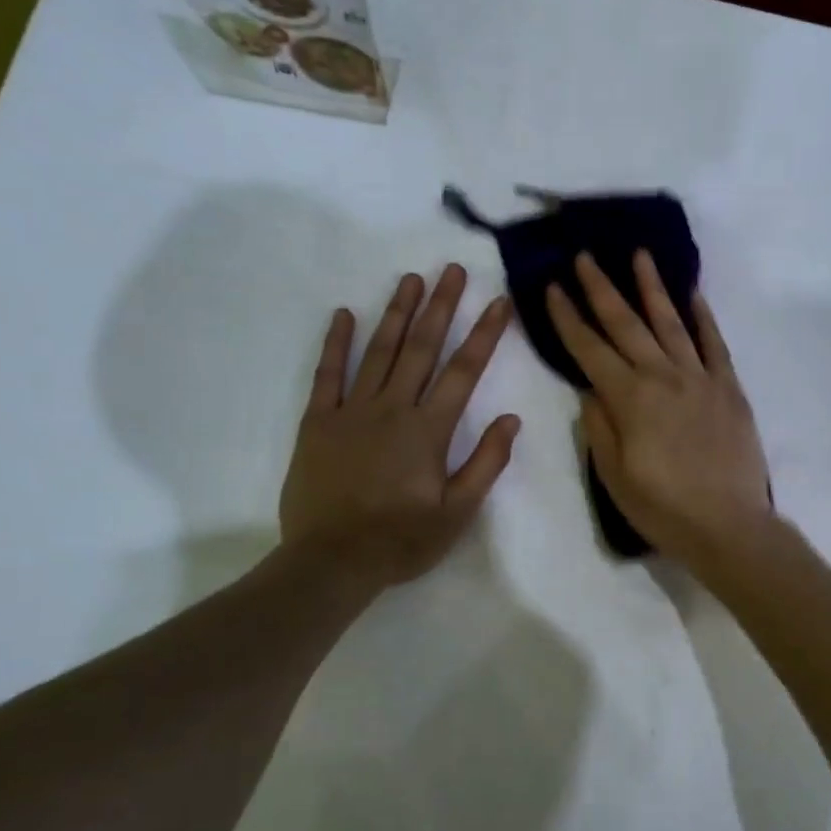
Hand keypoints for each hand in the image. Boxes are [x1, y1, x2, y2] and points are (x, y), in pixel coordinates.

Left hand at [280, 265, 519, 594]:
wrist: (331, 561)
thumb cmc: (401, 540)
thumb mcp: (458, 512)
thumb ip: (486, 463)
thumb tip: (511, 419)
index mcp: (429, 430)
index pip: (464, 372)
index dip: (484, 335)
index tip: (499, 302)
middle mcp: (393, 409)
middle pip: (422, 348)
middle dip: (441, 306)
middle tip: (453, 269)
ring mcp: (351, 411)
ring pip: (379, 351)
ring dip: (398, 313)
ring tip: (411, 279)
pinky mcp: (318, 422)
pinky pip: (328, 375)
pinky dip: (337, 343)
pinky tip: (345, 314)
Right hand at [546, 251, 772, 567]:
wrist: (728, 525)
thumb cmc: (663, 508)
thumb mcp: (614, 476)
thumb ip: (599, 427)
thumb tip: (590, 389)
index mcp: (630, 399)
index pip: (590, 349)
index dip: (568, 318)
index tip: (553, 287)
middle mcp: (664, 377)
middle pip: (627, 324)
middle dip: (602, 288)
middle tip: (585, 257)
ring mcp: (700, 379)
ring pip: (672, 323)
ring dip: (652, 288)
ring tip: (639, 256)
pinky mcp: (729, 388)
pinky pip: (715, 344)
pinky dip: (704, 318)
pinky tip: (693, 295)